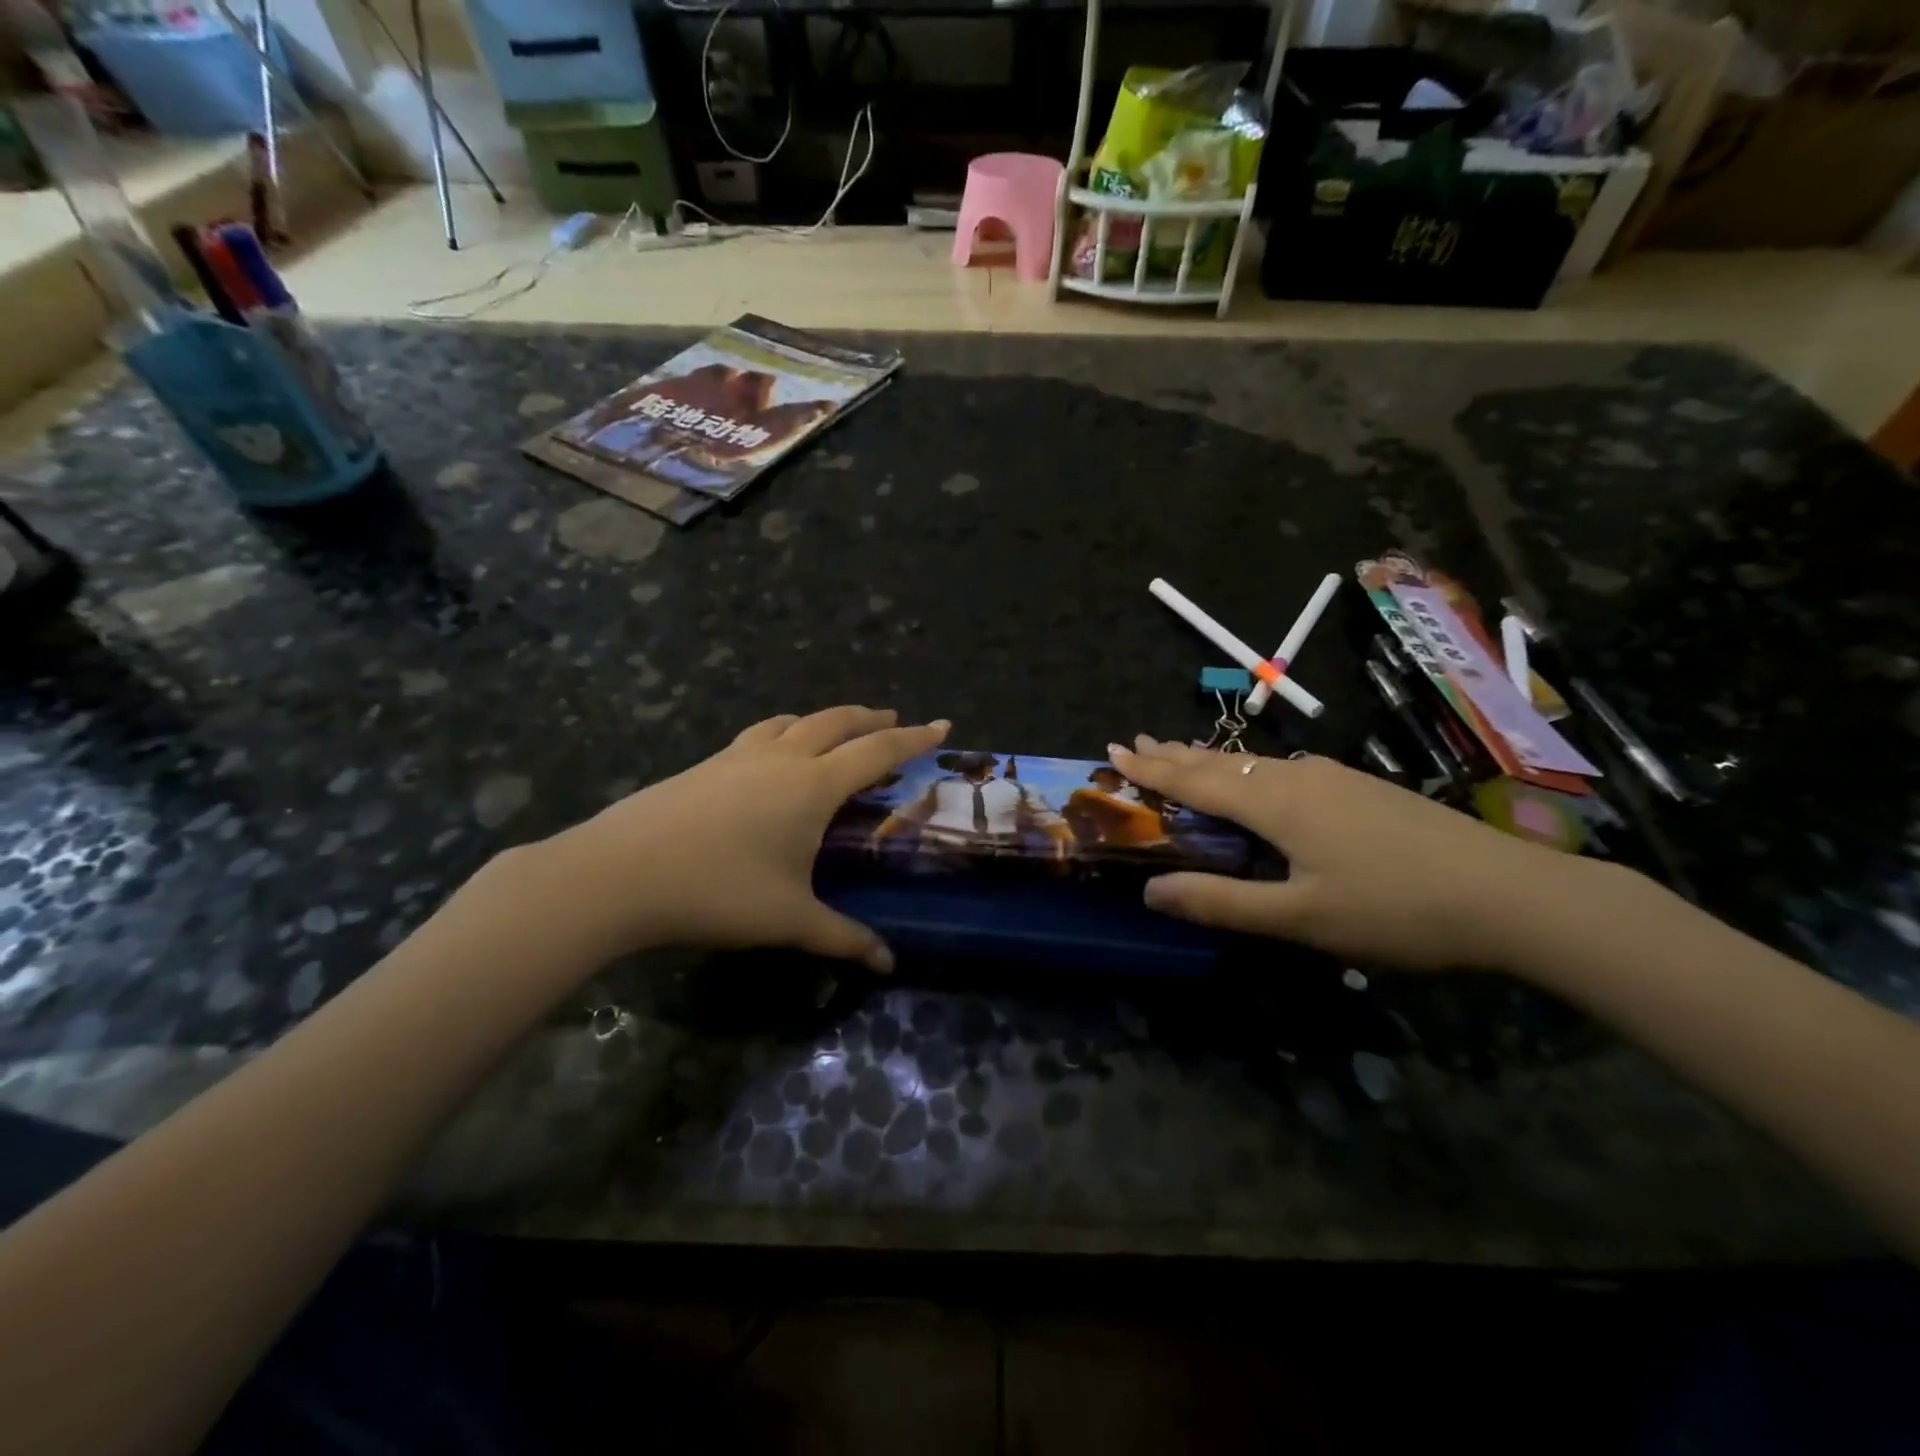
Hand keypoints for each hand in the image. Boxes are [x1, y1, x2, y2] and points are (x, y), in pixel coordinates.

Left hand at [536, 707, 949, 969]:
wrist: (619, 874)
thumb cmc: (718, 891)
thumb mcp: (789, 920)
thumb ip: (843, 938)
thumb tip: (888, 963)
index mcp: (813, 786)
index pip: (877, 751)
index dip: (913, 738)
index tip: (941, 725)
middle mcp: (782, 758)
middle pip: (837, 721)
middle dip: (871, 718)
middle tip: (894, 720)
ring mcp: (738, 756)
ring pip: (794, 720)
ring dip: (825, 719)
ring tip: (837, 730)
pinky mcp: (705, 764)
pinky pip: (760, 734)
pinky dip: (784, 731)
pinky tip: (773, 753)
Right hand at [1109, 736, 1588, 971]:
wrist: (1511, 894)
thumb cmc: (1395, 909)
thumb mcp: (1301, 919)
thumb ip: (1222, 902)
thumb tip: (1150, 890)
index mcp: (1276, 803)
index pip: (1196, 780)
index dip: (1152, 769)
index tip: (1115, 751)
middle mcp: (1299, 778)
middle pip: (1222, 762)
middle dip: (1174, 753)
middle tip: (1136, 741)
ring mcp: (1336, 778)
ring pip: (1255, 763)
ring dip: (1212, 760)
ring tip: (1183, 753)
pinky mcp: (1363, 788)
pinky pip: (1284, 770)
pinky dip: (1249, 771)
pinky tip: (1261, 778)